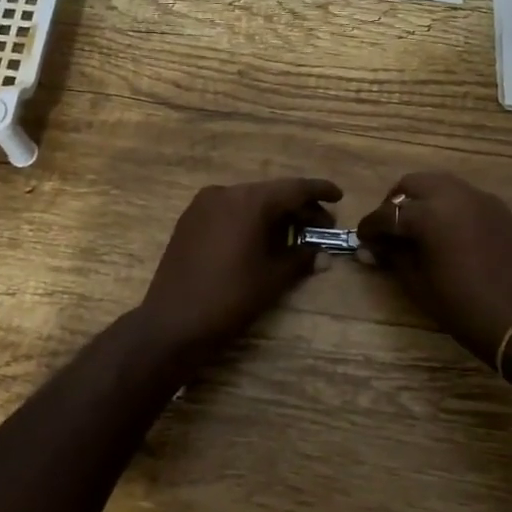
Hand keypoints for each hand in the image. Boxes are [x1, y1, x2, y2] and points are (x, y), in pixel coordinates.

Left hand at [138, 177, 342, 359]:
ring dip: (273, 214)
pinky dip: (249, 220)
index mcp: (249, 201)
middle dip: (298, 208)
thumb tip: (324, 254)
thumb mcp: (273, 278)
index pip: (294, 189)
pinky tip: (261, 239)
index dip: (319, 192)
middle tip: (322, 226)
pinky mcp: (189, 220)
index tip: (339, 197)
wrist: (173, 322)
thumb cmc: (230, 298)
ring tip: (294, 235)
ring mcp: (202, 205)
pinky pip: (228, 211)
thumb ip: (302, 258)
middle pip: (271, 193)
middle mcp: (225, 192)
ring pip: (248, 201)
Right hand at [356, 171, 511, 363]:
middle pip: (413, 184)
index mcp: (429, 214)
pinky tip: (449, 232)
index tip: (363, 240)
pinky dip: (449, 207)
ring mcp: (481, 199)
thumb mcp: (418, 284)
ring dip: (424, 200)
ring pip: (441, 185)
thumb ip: (393, 257)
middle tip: (391, 230)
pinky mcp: (500, 209)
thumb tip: (373, 247)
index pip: (387, 214)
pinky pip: (466, 197)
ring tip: (419, 228)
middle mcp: (454, 195)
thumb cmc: (462, 307)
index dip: (370, 227)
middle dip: (396, 203)